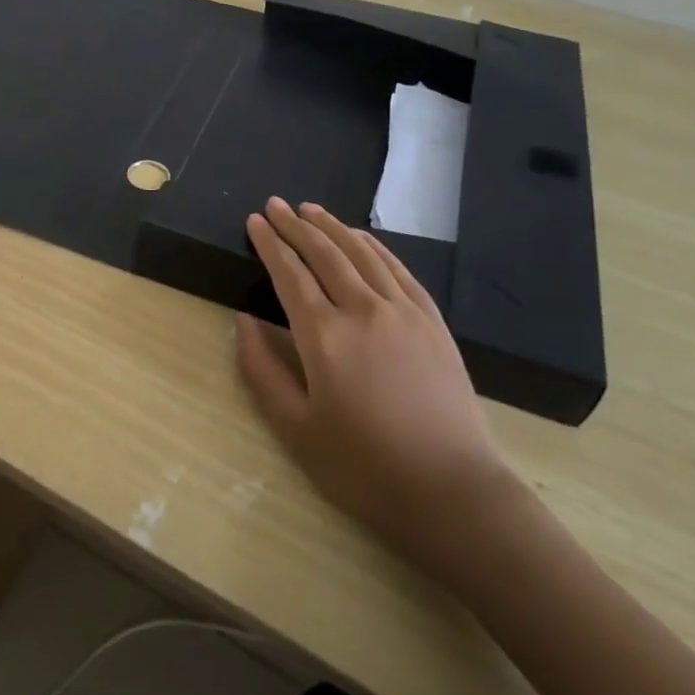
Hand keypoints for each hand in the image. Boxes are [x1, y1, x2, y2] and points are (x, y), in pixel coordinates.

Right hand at [235, 198, 515, 578]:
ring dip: (333, 226)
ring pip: (361, 252)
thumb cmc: (362, 467)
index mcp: (324, 337)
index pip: (289, 273)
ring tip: (311, 210)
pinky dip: (374, 246)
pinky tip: (360, 237)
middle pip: (324, 253)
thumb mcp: (295, 428)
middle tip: (276, 204)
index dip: (270, 243)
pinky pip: (398, 269)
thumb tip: (244, 321)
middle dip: (296, 225)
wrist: (450, 491)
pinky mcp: (432, 321)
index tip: (255, 221)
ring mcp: (403, 311)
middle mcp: (363, 310)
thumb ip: (262, 370)